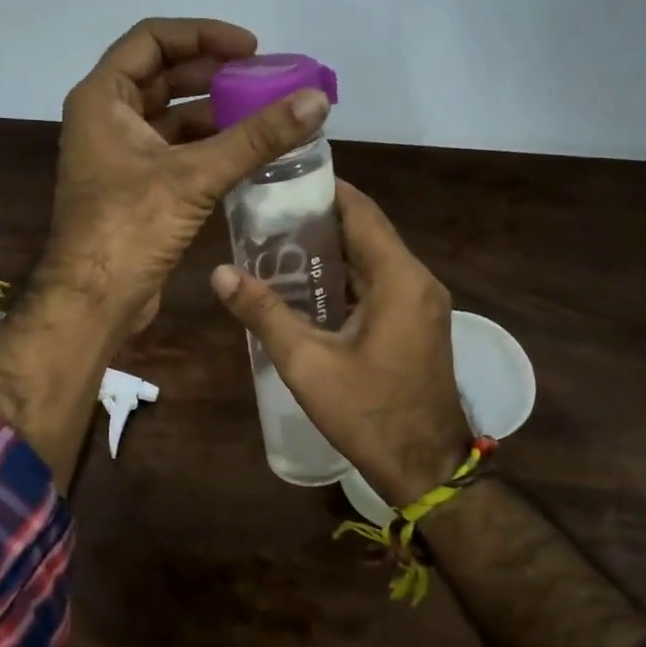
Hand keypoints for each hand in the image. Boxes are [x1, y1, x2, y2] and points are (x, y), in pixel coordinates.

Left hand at [42, 17, 329, 335]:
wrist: (94, 300)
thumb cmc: (130, 227)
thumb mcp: (195, 176)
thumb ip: (256, 137)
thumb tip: (316, 100)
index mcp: (102, 99)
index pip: (152, 39)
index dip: (202, 34)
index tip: (250, 49)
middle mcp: (105, 120)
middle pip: (162, 76)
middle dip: (213, 74)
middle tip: (264, 79)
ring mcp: (118, 157)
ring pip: (170, 118)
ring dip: (214, 113)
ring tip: (265, 113)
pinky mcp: (133, 189)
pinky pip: (174, 152)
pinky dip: (207, 147)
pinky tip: (246, 153)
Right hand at [211, 180, 472, 504]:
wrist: (425, 466)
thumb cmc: (368, 412)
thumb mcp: (307, 362)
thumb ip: (264, 313)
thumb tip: (220, 272)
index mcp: (398, 278)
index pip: (360, 211)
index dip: (323, 189)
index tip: (281, 179)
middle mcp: (417, 280)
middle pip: (366, 232)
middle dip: (319, 219)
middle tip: (267, 215)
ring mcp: (422, 304)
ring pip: (372, 259)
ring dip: (331, 250)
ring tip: (277, 245)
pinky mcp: (417, 324)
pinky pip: (380, 284)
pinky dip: (346, 277)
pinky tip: (307, 288)